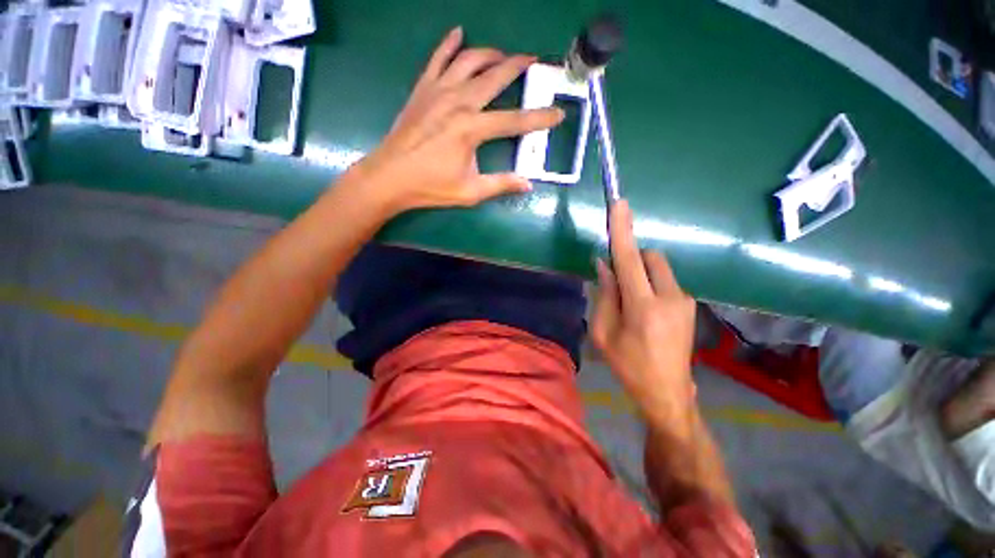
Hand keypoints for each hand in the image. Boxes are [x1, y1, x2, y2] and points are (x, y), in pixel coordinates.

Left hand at [353, 27, 563, 214]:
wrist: (390, 177)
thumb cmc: (430, 187)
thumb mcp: (470, 191)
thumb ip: (500, 184)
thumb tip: (527, 185)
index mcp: (472, 129)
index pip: (514, 120)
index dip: (538, 118)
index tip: (557, 114)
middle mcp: (458, 102)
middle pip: (494, 77)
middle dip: (517, 67)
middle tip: (533, 61)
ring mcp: (438, 91)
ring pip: (469, 60)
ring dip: (489, 53)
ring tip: (503, 54)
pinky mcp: (422, 89)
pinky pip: (437, 58)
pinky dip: (449, 43)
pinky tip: (458, 32)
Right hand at [591, 200, 697, 423]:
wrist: (668, 393)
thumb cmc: (628, 365)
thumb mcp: (603, 333)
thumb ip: (604, 295)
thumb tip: (603, 264)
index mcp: (643, 307)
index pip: (630, 259)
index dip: (623, 231)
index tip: (619, 204)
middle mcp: (670, 297)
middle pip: (650, 257)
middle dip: (632, 259)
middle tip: (618, 283)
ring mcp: (685, 301)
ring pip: (659, 268)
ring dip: (641, 275)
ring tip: (632, 305)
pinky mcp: (690, 304)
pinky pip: (665, 281)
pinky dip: (651, 285)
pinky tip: (646, 312)